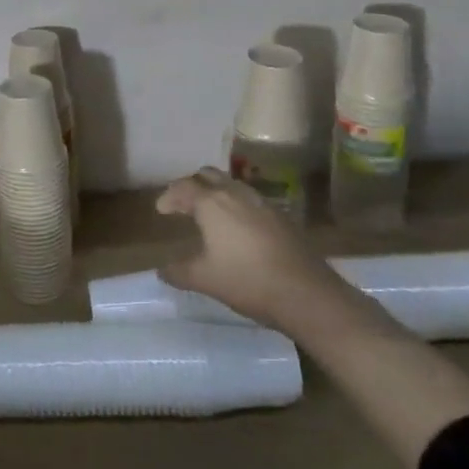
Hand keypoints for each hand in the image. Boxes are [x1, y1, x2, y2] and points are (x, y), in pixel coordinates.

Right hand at [156, 167, 321, 322]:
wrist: (306, 293)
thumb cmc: (246, 280)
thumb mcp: (204, 279)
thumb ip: (178, 272)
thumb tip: (162, 271)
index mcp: (211, 203)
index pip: (183, 187)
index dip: (169, 196)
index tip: (162, 210)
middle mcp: (235, 194)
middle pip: (208, 175)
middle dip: (192, 185)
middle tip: (183, 203)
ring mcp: (262, 203)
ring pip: (232, 184)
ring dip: (217, 192)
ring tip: (210, 213)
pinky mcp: (282, 216)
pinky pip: (251, 200)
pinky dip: (237, 205)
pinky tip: (240, 228)